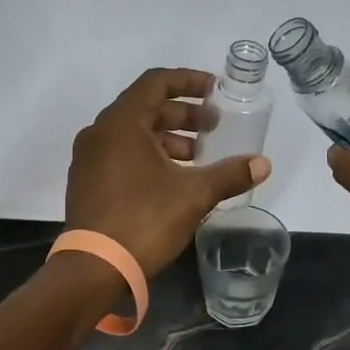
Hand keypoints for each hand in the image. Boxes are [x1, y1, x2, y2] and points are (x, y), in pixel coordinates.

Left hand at [66, 68, 271, 275]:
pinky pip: (120, 155)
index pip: (156, 82)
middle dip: (183, 115)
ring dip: (167, 139)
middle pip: (145, 108)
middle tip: (213, 128)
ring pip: (132, 135)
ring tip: (197, 156)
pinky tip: (171, 179)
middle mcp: (99, 133)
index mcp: (122, 123)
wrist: (94, 268)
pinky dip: (147, 156)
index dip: (189, 81)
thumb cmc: (144, 220)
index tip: (215, 90)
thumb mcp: (194, 195)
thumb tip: (263, 164)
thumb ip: (229, 174)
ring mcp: (88, 159)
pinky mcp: (86, 183)